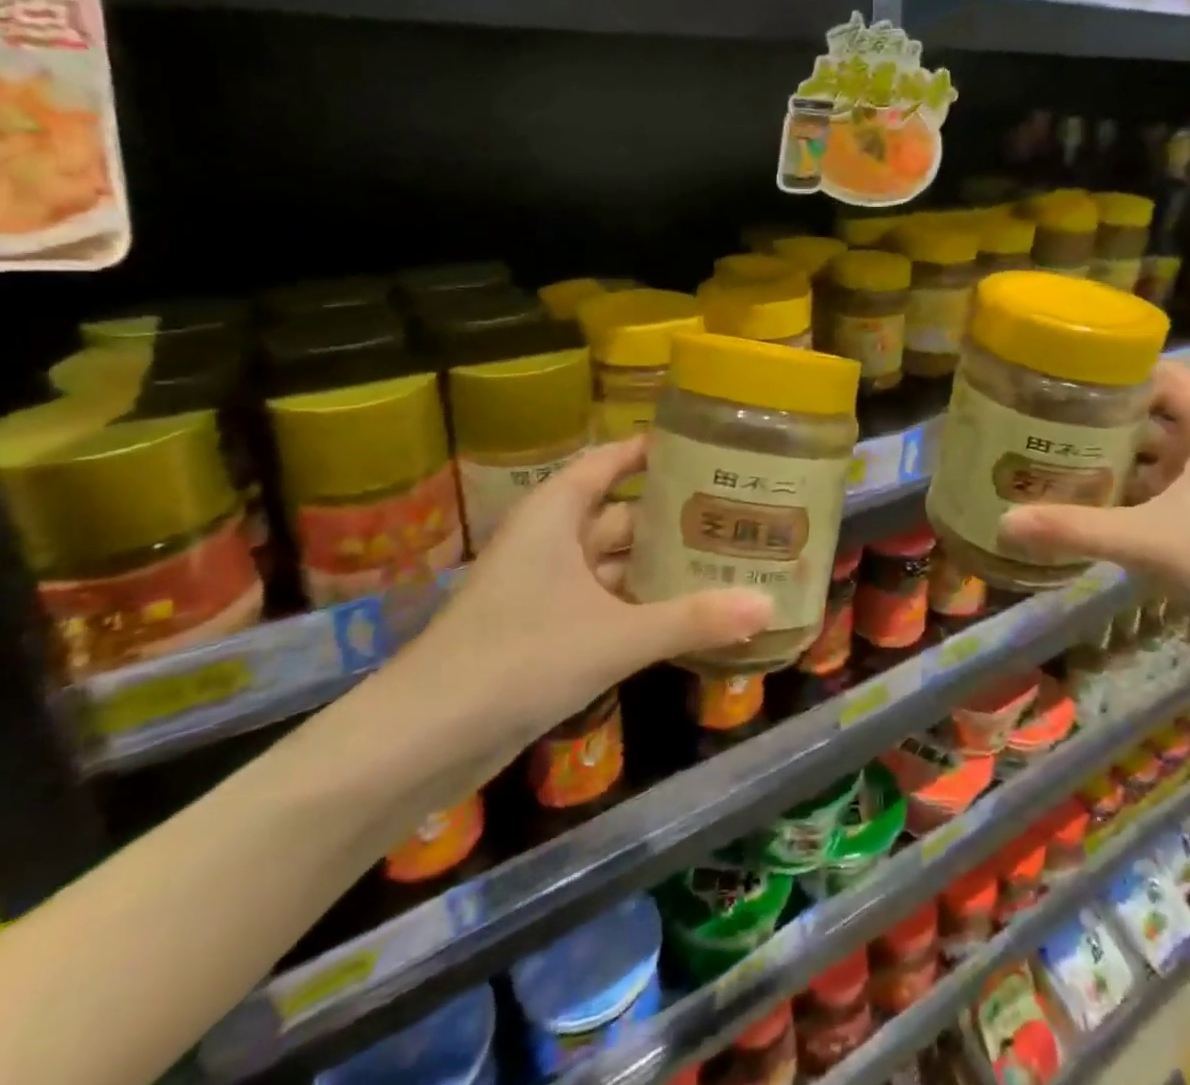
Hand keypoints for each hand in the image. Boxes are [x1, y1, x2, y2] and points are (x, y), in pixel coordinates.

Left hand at [386, 438, 773, 768]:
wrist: (421, 740)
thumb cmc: (517, 659)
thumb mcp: (614, 636)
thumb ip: (692, 619)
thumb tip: (768, 607)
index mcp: (556, 514)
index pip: (609, 461)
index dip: (652, 451)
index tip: (705, 448)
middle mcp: (550, 541)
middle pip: (621, 513)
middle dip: (672, 515)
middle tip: (735, 512)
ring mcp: (545, 589)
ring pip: (614, 563)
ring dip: (659, 565)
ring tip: (724, 559)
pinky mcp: (544, 631)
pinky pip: (604, 602)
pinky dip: (640, 604)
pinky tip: (685, 614)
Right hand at [999, 362, 1189, 683]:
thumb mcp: (1149, 542)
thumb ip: (1075, 529)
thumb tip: (1001, 522)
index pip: (1164, 375)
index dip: (1119, 367)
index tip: (1063, 371)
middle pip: (1147, 414)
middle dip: (1098, 413)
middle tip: (1038, 413)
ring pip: (1144, 455)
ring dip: (1103, 453)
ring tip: (1045, 450)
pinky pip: (1145, 490)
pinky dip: (1114, 489)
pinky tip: (1074, 498)